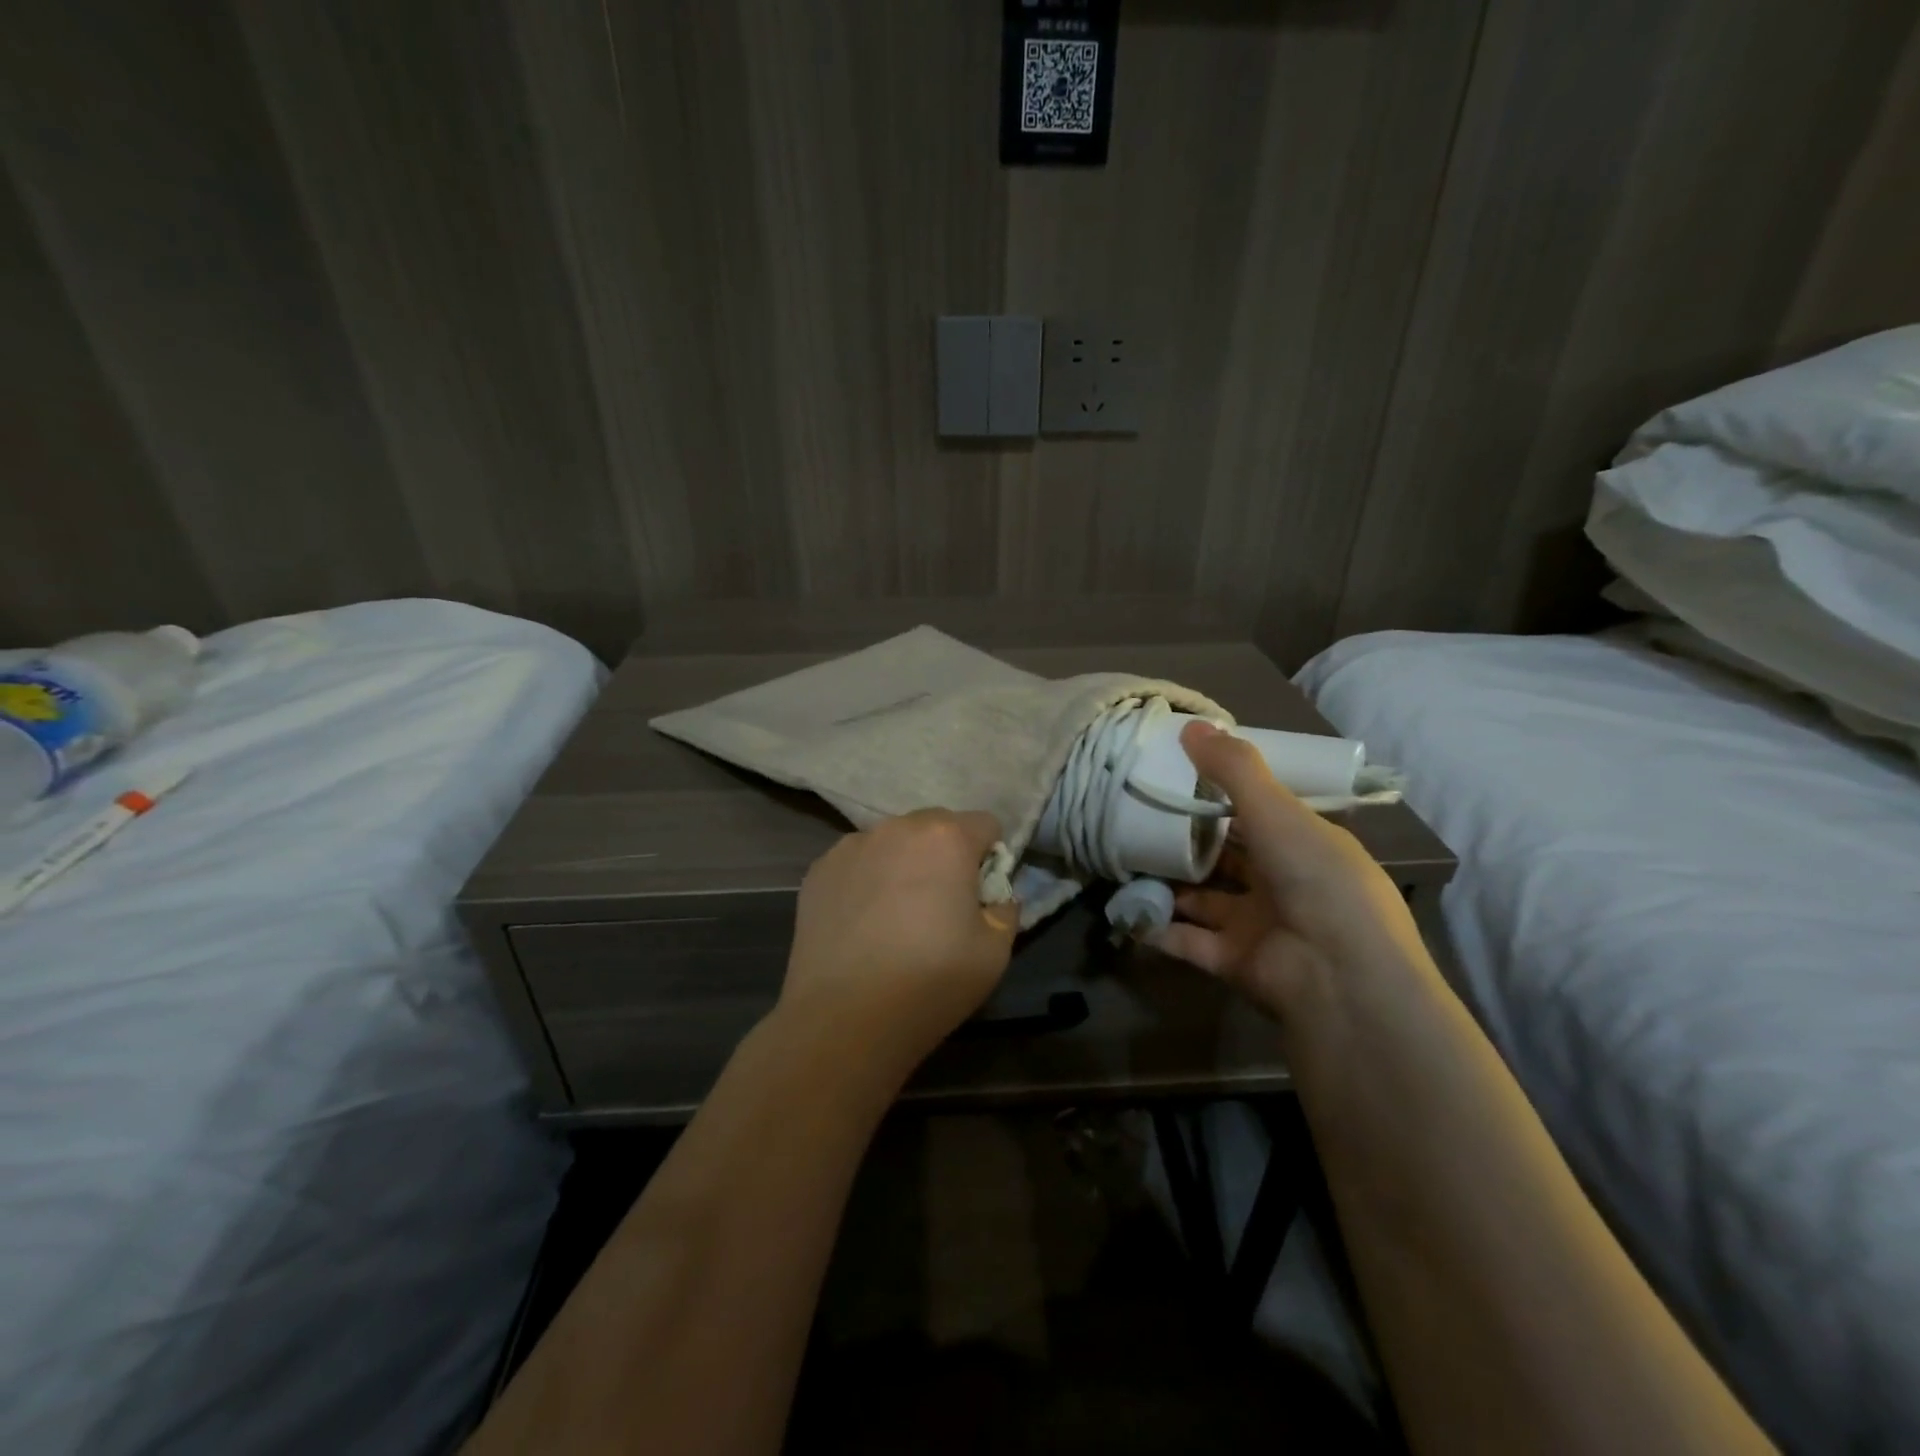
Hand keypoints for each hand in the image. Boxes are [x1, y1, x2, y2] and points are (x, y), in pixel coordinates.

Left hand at [777, 809, 1020, 1077]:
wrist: (845, 1017)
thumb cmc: (931, 981)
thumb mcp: (995, 952)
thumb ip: (1005, 910)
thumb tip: (996, 898)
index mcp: (947, 837)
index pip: (985, 824)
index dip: (991, 857)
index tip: (981, 894)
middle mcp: (898, 827)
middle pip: (936, 826)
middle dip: (946, 854)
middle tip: (940, 904)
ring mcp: (852, 845)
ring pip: (893, 842)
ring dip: (904, 863)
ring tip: (895, 915)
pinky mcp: (819, 869)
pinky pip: (857, 861)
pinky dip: (867, 879)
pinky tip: (862, 922)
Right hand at [1147, 722, 1428, 1019]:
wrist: (1339, 978)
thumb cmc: (1317, 880)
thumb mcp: (1277, 812)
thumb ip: (1233, 769)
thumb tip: (1190, 724)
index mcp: (1304, 845)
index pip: (1259, 812)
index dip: (1222, 793)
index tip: (1177, 774)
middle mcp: (1282, 884)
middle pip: (1226, 857)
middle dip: (1187, 840)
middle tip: (1139, 814)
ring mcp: (1257, 925)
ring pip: (1202, 899)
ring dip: (1169, 884)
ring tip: (1123, 859)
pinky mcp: (1233, 961)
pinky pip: (1187, 940)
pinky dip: (1158, 928)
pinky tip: (1124, 909)